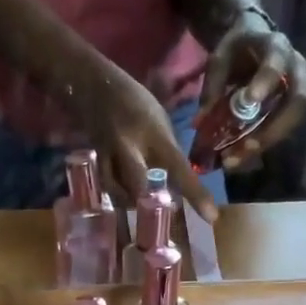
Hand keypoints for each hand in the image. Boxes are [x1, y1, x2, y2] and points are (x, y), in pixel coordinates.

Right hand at [72, 61, 219, 219]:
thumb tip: (177, 183)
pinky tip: (123, 195)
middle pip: (140, 189)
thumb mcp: (159, 121)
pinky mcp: (96, 162)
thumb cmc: (135, 102)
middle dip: (149, 203)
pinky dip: (118, 195)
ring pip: (121, 193)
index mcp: (154, 134)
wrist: (93, 87)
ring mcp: (109, 156)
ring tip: (139, 203)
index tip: (211, 217)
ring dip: (132, 202)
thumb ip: (167, 152)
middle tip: (158, 211)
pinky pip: (109, 188)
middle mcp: (130, 146)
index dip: (196, 194)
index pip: (179, 168)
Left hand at [198, 13, 305, 168]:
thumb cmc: (237, 49)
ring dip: (266, 144)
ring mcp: (298, 91)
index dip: (265, 82)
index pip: (276, 63)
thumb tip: (200, 123)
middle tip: (246, 147)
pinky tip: (239, 158)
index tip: (250, 100)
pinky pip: (283, 132)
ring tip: (235, 160)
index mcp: (276, 47)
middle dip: (273, 129)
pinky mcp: (291, 110)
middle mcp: (295, 70)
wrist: (254, 41)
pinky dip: (261, 147)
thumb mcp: (220, 58)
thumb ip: (213, 86)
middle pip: (297, 102)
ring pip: (293, 122)